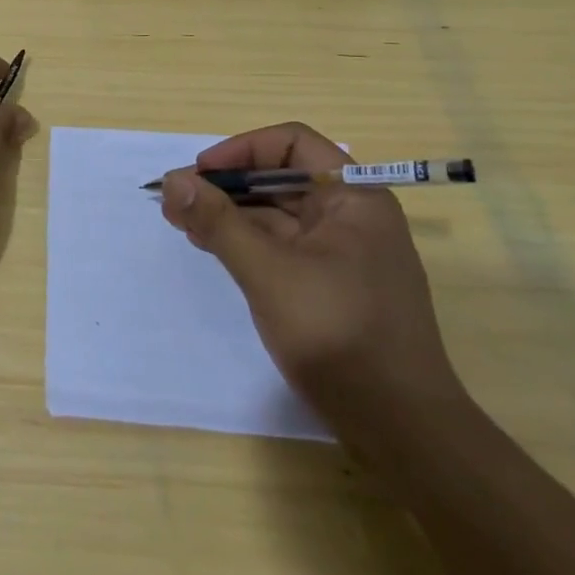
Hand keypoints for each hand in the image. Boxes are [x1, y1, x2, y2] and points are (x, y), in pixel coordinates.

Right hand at [160, 122, 464, 436]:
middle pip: (280, 178)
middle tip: (177, 202)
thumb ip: (218, 221)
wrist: (402, 430)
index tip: (200, 173)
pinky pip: (282, 245)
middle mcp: (352, 216)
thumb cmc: (339, 335)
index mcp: (354, 197)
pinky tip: (212, 247)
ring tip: (183, 224)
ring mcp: (343, 253)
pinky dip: (244, 241)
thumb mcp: (268, 272)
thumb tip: (171, 180)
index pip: (292, 144)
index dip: (242, 150)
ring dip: (229, 213)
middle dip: (226, 185)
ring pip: (277, 214)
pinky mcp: (330, 285)